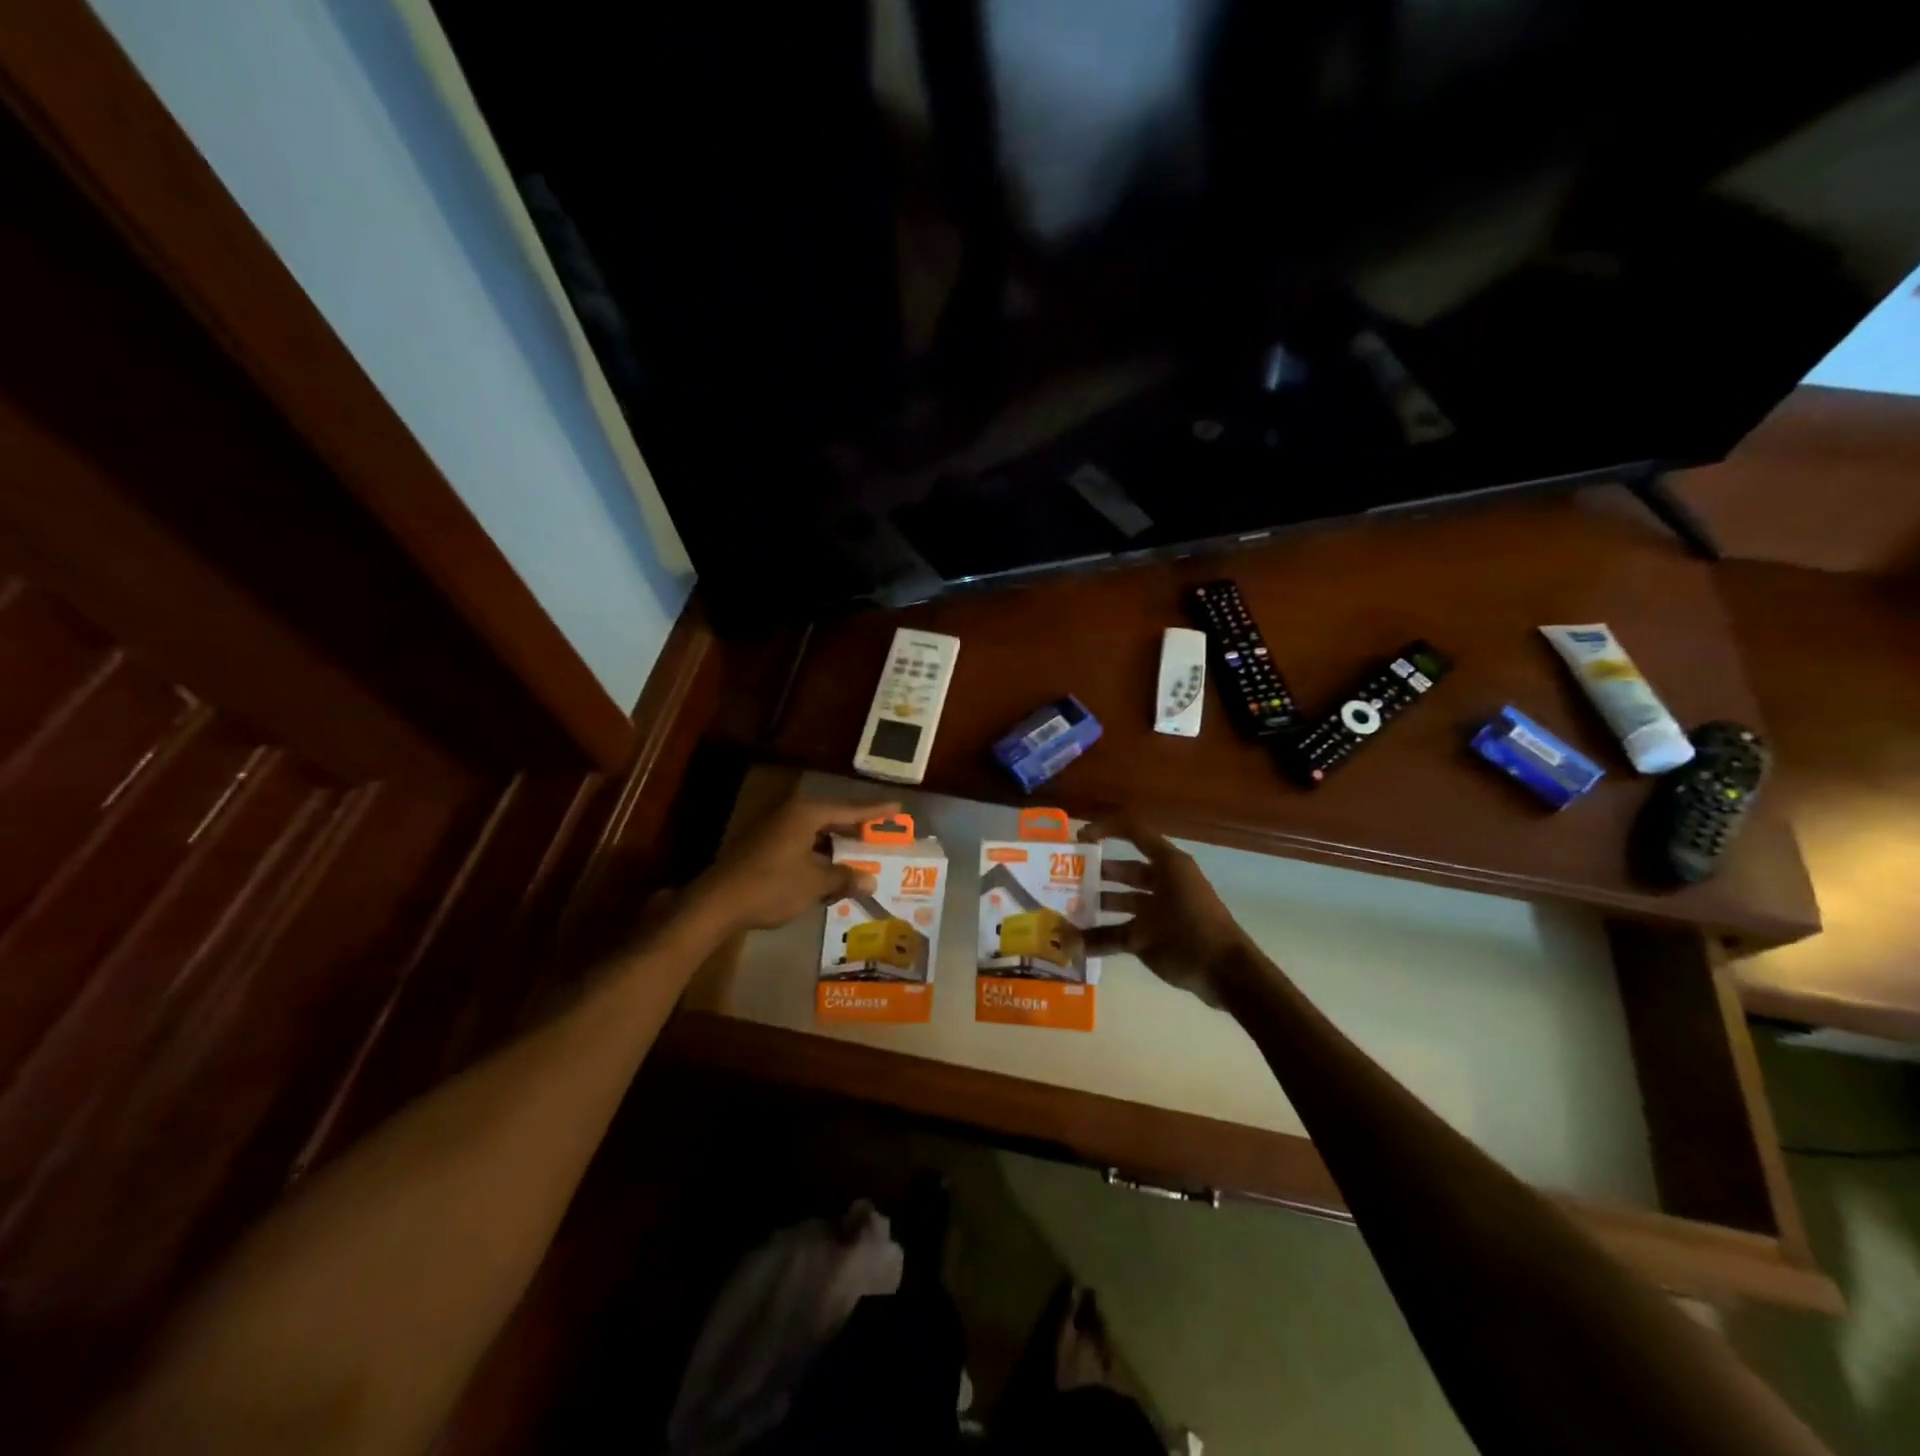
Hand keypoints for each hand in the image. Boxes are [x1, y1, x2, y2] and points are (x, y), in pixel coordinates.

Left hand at [689, 793, 900, 934]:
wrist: (717, 903)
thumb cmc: (771, 886)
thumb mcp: (814, 883)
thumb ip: (844, 877)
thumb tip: (870, 880)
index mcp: (806, 814)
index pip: (849, 809)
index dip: (875, 811)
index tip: (898, 808)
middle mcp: (790, 813)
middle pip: (832, 818)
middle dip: (856, 829)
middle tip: (881, 834)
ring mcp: (773, 828)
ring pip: (815, 832)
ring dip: (836, 845)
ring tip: (859, 855)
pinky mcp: (762, 845)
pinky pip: (801, 843)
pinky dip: (818, 854)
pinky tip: (828, 870)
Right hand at [1081, 816, 1255, 1006]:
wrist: (1230, 975)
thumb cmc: (1190, 938)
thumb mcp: (1144, 936)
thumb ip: (1102, 937)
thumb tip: (1064, 943)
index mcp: (1167, 865)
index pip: (1133, 832)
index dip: (1106, 829)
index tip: (1078, 839)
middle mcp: (1165, 880)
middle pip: (1125, 868)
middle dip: (1095, 873)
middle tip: (1063, 880)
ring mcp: (1166, 906)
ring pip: (1126, 898)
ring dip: (1100, 902)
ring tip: (1069, 909)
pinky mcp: (1166, 930)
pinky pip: (1132, 924)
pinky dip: (1110, 931)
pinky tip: (1085, 940)